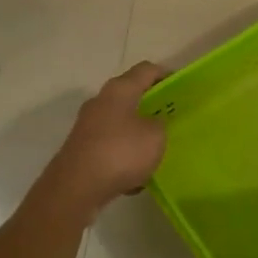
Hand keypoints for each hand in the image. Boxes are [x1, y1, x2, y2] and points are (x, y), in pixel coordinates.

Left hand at [43, 62, 168, 217]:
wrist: (76, 187)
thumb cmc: (120, 152)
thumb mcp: (155, 136)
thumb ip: (160, 124)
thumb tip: (153, 123)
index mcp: (119, 90)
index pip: (146, 70)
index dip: (165, 74)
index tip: (180, 86)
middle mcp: (100, 102)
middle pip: (130, 95)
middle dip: (150, 105)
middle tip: (171, 117)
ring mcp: (87, 126)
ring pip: (119, 123)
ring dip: (137, 133)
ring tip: (156, 149)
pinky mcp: (81, 149)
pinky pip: (110, 147)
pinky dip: (123, 156)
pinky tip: (135, 176)